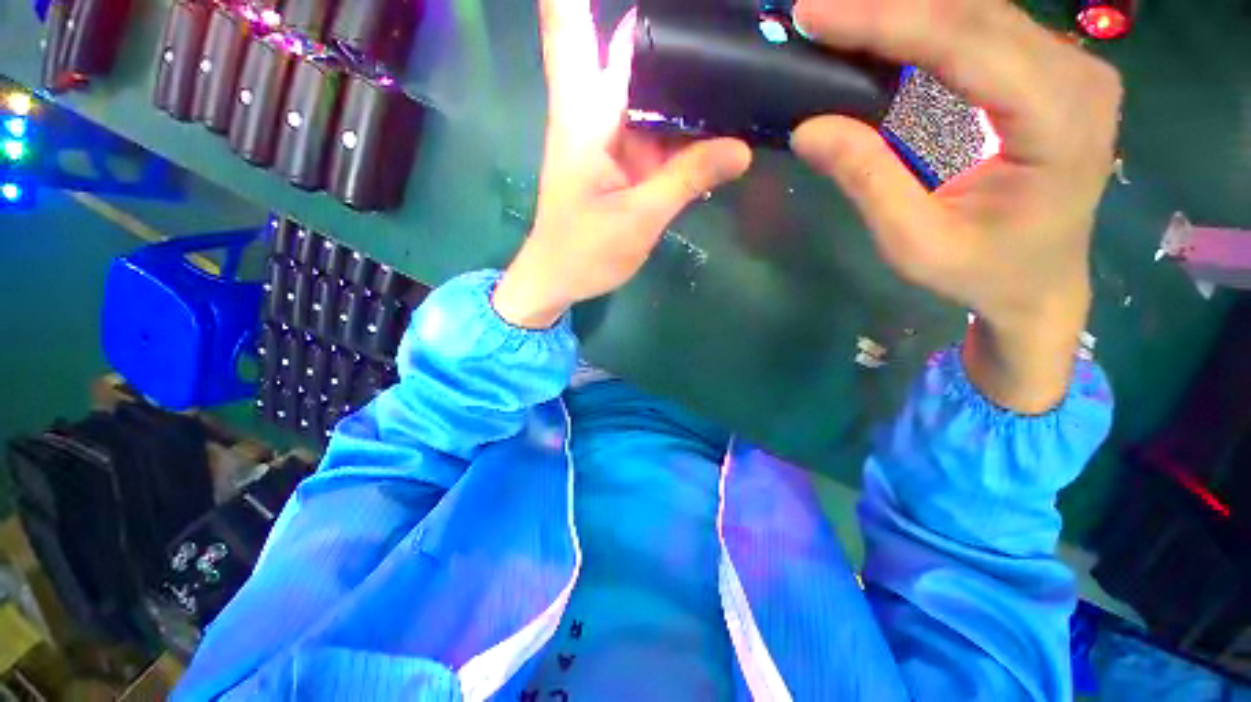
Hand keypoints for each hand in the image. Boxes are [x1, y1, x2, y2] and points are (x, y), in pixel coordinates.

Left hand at [492, 0, 752, 329]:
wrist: (559, 280)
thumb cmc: (584, 252)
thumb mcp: (638, 219)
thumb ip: (686, 180)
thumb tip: (741, 149)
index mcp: (585, 116)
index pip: (571, 27)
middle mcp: (597, 114)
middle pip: (630, 50)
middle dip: (669, 28)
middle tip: (724, 18)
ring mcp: (613, 137)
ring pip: (653, 90)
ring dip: (688, 75)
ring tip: (735, 58)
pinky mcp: (624, 162)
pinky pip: (659, 129)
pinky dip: (685, 122)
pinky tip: (719, 116)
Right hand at [791, 0, 1121, 411]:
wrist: (1040, 285)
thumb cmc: (983, 273)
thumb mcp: (916, 242)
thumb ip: (868, 180)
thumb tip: (810, 128)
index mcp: (1060, 119)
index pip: (965, 42)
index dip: (885, 21)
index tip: (814, 14)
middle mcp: (1076, 73)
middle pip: (972, 13)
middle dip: (886, 8)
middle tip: (816, 13)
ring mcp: (1069, 66)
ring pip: (976, 13)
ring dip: (904, 13)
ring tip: (840, 22)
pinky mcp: (1049, 71)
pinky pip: (981, 32)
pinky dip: (926, 29)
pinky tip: (884, 36)